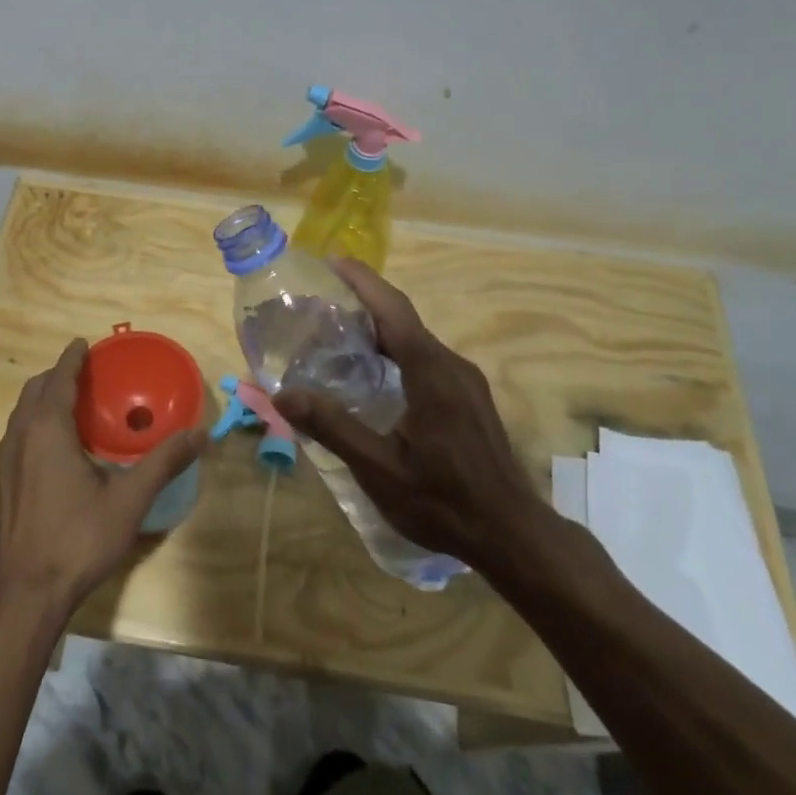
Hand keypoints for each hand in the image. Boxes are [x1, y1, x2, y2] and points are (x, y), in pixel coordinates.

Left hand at [0, 339, 208, 613]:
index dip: (72, 358)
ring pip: (23, 412)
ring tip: (74, 402)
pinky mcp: (3, 482)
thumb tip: (201, 435)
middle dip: (58, 374)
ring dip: (44, 398)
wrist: (26, 594)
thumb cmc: (78, 539)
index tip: (86, 343)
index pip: (59, 378)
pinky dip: (36, 421)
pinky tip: (59, 445)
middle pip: (36, 390)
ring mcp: (7, 460)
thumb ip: (164, 462)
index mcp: (47, 428)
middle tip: (87, 372)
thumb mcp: (129, 500)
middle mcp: (21, 435)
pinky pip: (19, 434)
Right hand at [274, 259, 547, 569]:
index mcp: (431, 372)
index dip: (362, 280)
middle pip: (403, 319)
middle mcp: (451, 365)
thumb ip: (332, 427)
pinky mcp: (470, 398)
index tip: (332, 260)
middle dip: (364, 301)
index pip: (393, 310)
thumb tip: (283, 395)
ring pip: (416, 339)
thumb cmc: (443, 501)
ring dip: (380, 328)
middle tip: (321, 301)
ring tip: (339, 333)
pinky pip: (427, 358)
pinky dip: (396, 350)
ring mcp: (466, 381)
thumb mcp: (379, 468)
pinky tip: (374, 374)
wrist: (512, 534)